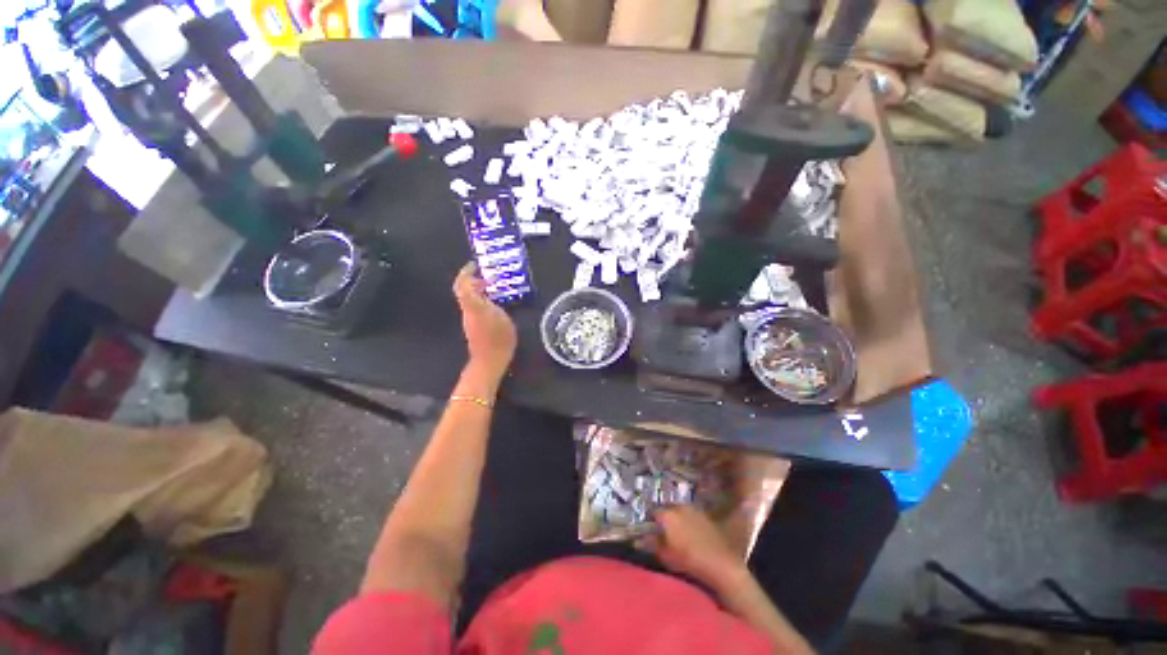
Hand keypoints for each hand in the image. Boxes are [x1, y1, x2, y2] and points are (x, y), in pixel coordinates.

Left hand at [453, 263, 517, 385]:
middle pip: (462, 290)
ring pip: (467, 298)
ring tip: (492, 287)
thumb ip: (492, 302)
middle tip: (486, 276)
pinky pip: (473, 306)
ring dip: (476, 290)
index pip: (463, 285)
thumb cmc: (499, 339)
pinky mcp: (472, 325)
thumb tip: (486, 291)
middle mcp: (467, 310)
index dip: (466, 273)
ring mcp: (468, 319)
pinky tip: (492, 302)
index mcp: (474, 306)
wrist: (489, 361)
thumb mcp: (501, 317)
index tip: (474, 265)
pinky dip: (480, 299)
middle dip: (472, 280)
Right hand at [637, 505, 745, 588]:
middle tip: (663, 532)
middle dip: (664, 518)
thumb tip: (638, 539)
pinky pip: (691, 515)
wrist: (721, 564)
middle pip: (667, 509)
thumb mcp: (666, 556)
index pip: (653, 512)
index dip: (650, 521)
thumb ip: (651, 544)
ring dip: (677, 518)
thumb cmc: (689, 561)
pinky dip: (688, 521)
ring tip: (677, 533)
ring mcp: (694, 509)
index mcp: (667, 515)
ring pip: (680, 511)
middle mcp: (679, 507)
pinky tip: (690, 533)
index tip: (649, 530)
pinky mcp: (706, 515)